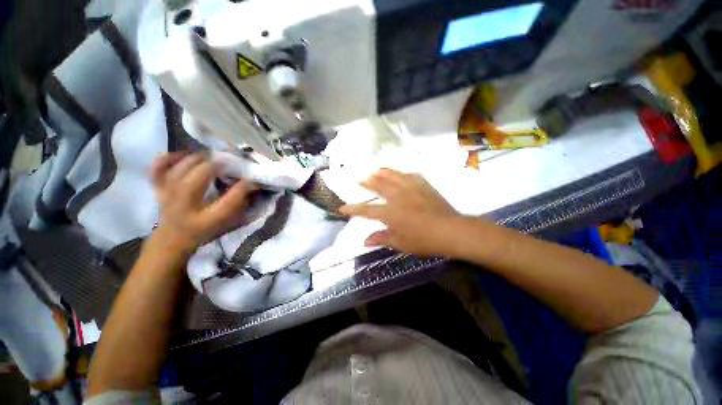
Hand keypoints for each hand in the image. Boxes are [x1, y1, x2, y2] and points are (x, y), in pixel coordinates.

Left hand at [151, 152, 256, 252]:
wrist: (172, 238)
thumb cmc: (204, 230)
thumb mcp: (227, 222)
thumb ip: (240, 205)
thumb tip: (251, 185)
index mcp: (206, 220)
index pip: (228, 201)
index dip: (242, 187)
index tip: (251, 180)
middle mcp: (185, 207)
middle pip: (198, 180)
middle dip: (215, 166)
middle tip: (228, 161)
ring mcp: (168, 196)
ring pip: (179, 170)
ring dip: (197, 159)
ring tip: (210, 156)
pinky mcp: (158, 188)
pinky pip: (158, 168)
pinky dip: (170, 157)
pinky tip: (184, 154)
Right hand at [340, 168, 462, 256]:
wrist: (451, 230)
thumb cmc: (424, 240)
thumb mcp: (401, 243)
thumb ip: (382, 239)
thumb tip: (365, 242)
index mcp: (390, 213)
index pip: (366, 210)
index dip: (352, 209)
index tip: (342, 208)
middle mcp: (398, 196)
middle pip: (378, 185)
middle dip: (366, 182)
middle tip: (359, 179)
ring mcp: (411, 188)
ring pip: (392, 175)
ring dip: (381, 172)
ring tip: (375, 170)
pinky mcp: (423, 185)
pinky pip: (409, 175)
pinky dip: (401, 173)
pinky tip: (399, 174)